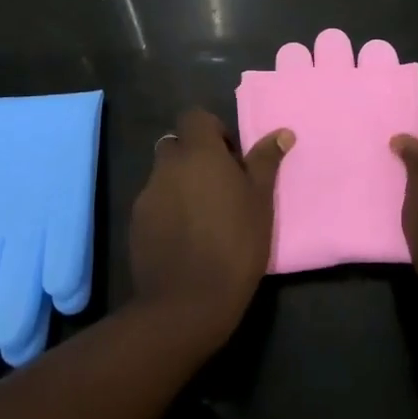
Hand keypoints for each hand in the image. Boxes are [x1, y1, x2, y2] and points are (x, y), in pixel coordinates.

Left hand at [131, 108, 291, 345]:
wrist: (188, 302)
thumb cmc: (235, 243)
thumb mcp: (260, 201)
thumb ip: (266, 161)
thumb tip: (282, 133)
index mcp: (199, 153)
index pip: (194, 117)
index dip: (212, 130)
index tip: (231, 157)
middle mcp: (167, 166)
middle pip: (176, 145)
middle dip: (194, 157)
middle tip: (219, 185)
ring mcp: (147, 196)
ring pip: (163, 176)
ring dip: (181, 184)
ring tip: (204, 216)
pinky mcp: (135, 224)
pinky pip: (153, 204)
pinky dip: (168, 210)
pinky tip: (185, 238)